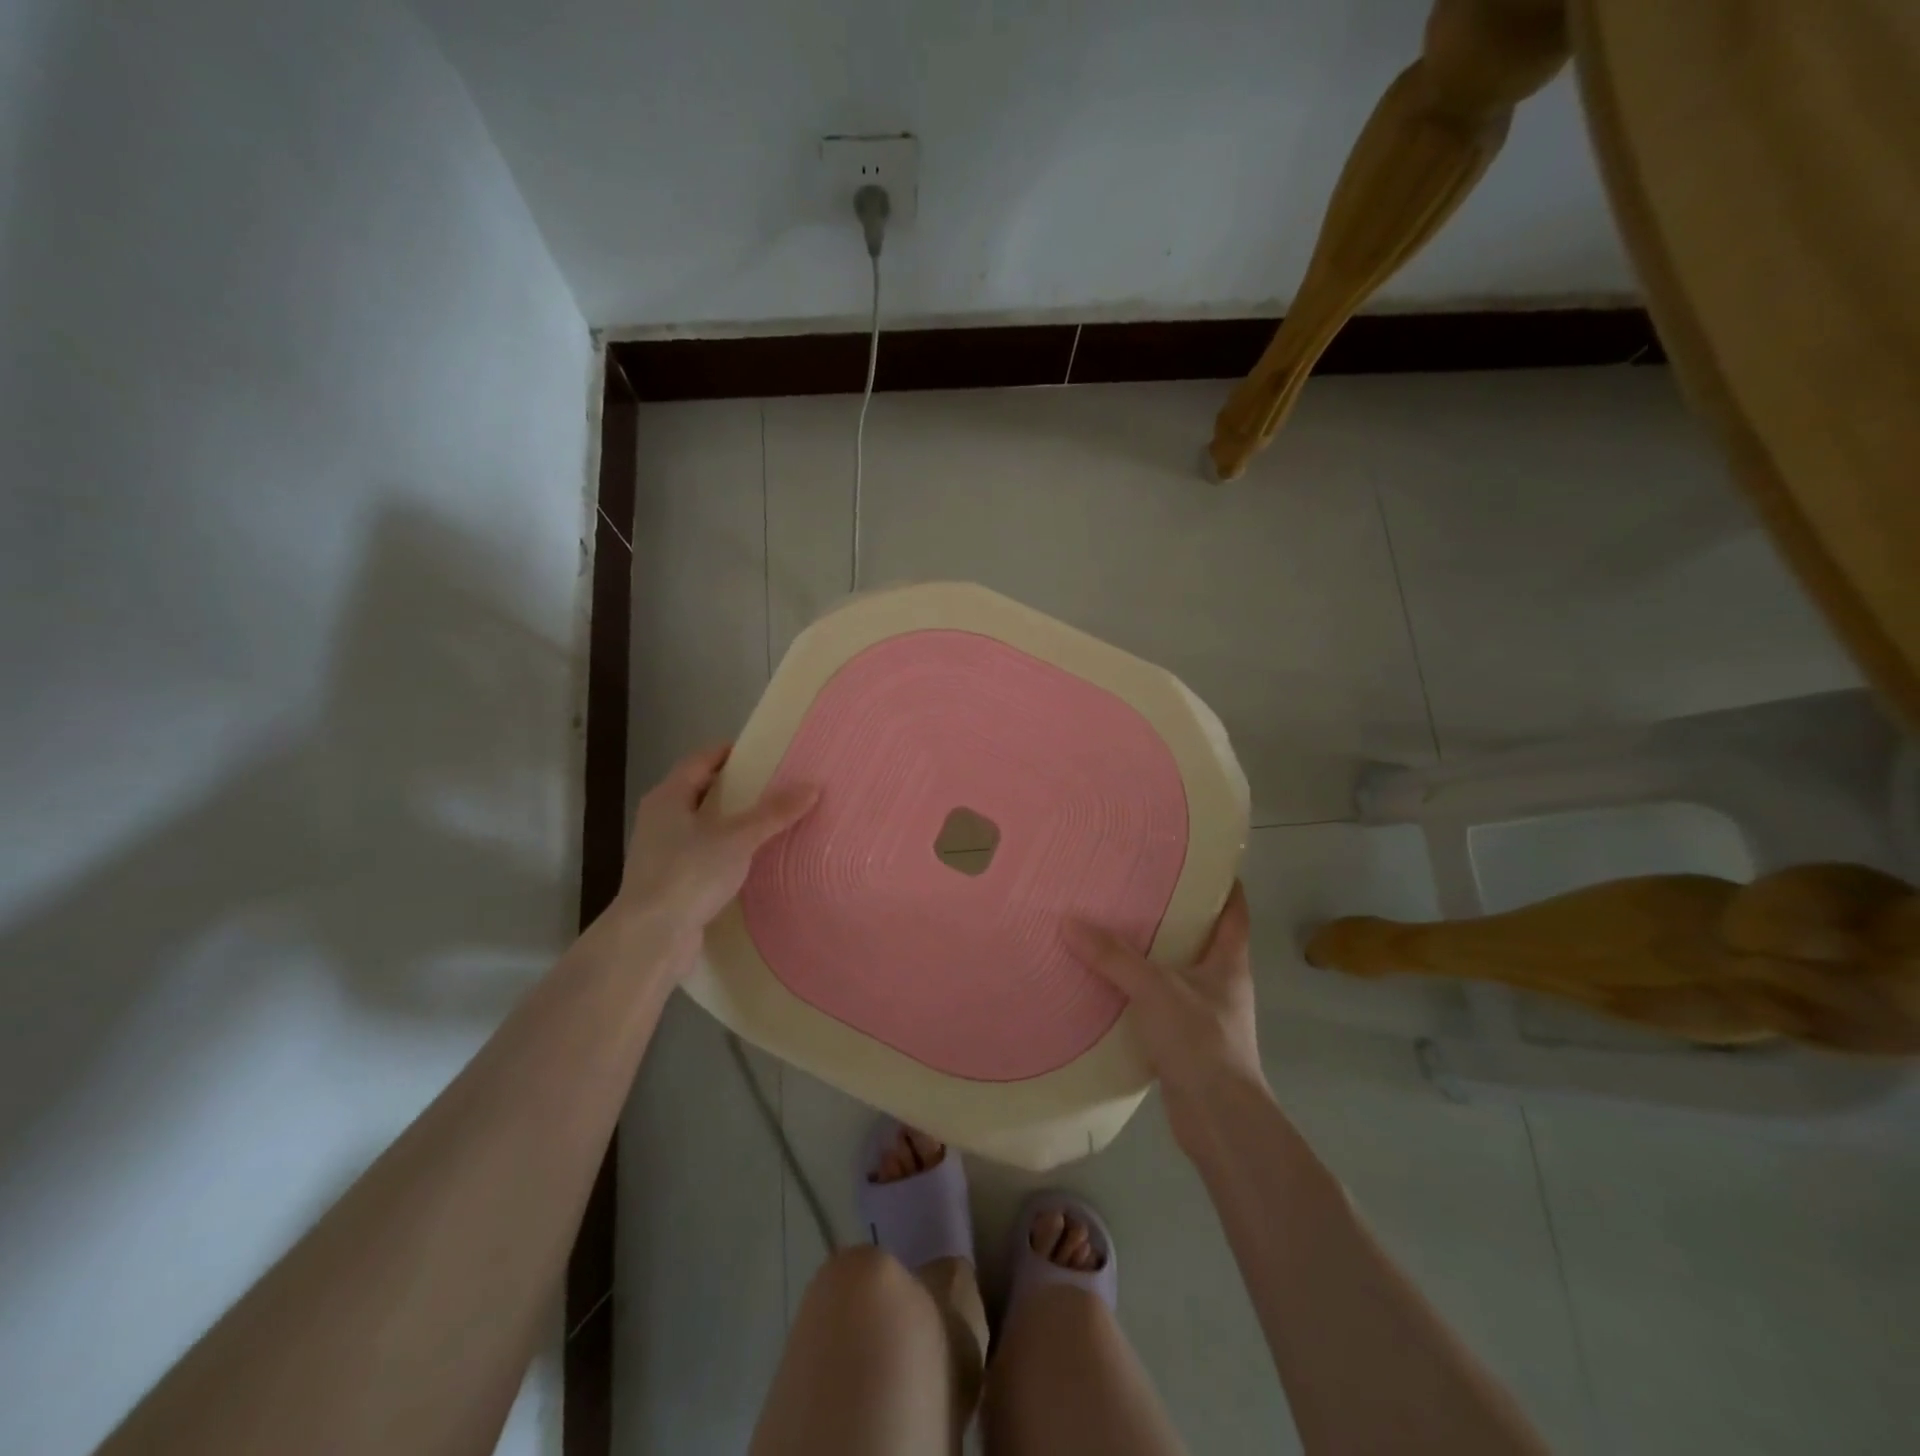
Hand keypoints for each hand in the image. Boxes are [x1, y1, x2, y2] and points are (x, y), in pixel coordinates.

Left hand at [614, 744, 817, 973]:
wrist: (650, 938)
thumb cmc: (689, 874)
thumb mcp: (738, 838)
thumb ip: (774, 813)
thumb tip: (812, 786)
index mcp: (668, 797)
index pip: (700, 760)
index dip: (730, 753)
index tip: (763, 752)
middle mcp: (659, 818)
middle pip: (700, 790)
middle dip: (734, 787)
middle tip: (773, 784)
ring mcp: (661, 851)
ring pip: (700, 824)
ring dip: (730, 820)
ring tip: (768, 820)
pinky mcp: (669, 881)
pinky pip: (702, 854)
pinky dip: (724, 850)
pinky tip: (749, 859)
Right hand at [1066, 883, 1264, 1135]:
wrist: (1220, 1119)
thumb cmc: (1201, 1041)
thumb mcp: (1155, 989)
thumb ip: (1113, 956)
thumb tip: (1069, 921)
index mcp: (1229, 960)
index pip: (1233, 908)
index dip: (1219, 880)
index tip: (1190, 857)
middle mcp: (1221, 982)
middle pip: (1199, 936)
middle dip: (1170, 913)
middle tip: (1131, 887)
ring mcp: (1205, 1013)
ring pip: (1175, 970)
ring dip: (1149, 953)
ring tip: (1110, 927)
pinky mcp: (1185, 1040)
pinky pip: (1158, 1002)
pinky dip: (1137, 991)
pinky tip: (1106, 982)